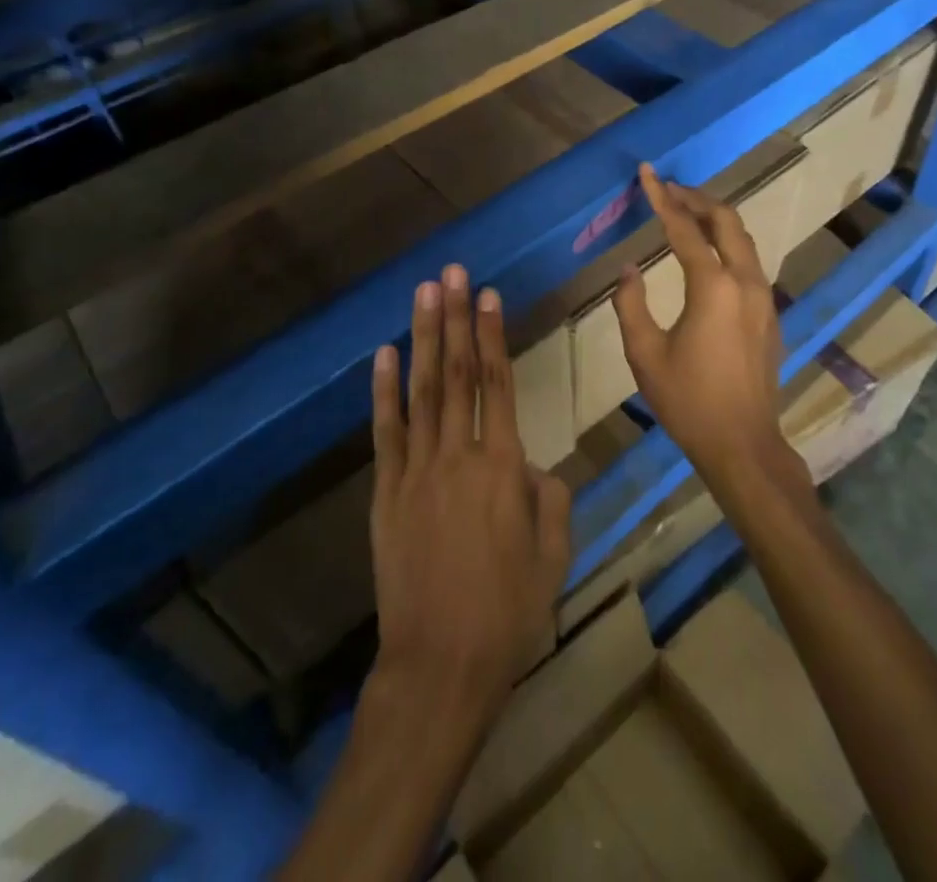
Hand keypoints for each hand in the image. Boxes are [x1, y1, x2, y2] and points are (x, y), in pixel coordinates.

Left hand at [368, 264, 570, 737]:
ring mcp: (417, 471)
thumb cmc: (508, 613)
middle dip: (455, 318)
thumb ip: (549, 500)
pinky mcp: (386, 492)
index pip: (499, 384)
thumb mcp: (553, 556)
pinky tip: (383, 354)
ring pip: (422, 391)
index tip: (488, 295)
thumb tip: (533, 468)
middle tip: (453, 273)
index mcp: (503, 468)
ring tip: (424, 293)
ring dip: (423, 338)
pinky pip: (385, 431)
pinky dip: (383, 391)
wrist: (441, 664)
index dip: (492, 335)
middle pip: (457, 374)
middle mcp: (459, 455)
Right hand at [613, 164, 788, 482]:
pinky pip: (749, 261)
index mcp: (713, 287)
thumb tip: (629, 269)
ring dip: (715, 218)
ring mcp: (764, 297)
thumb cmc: (687, 400)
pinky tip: (708, 252)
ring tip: (686, 211)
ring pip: (743, 239)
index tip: (647, 173)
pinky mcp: (770, 314)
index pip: (684, 228)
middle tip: (668, 188)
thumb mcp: (644, 353)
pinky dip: (727, 243)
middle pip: (726, 221)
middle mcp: (745, 282)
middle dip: (696, 198)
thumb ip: (630, 304)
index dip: (662, 198)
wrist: (742, 444)